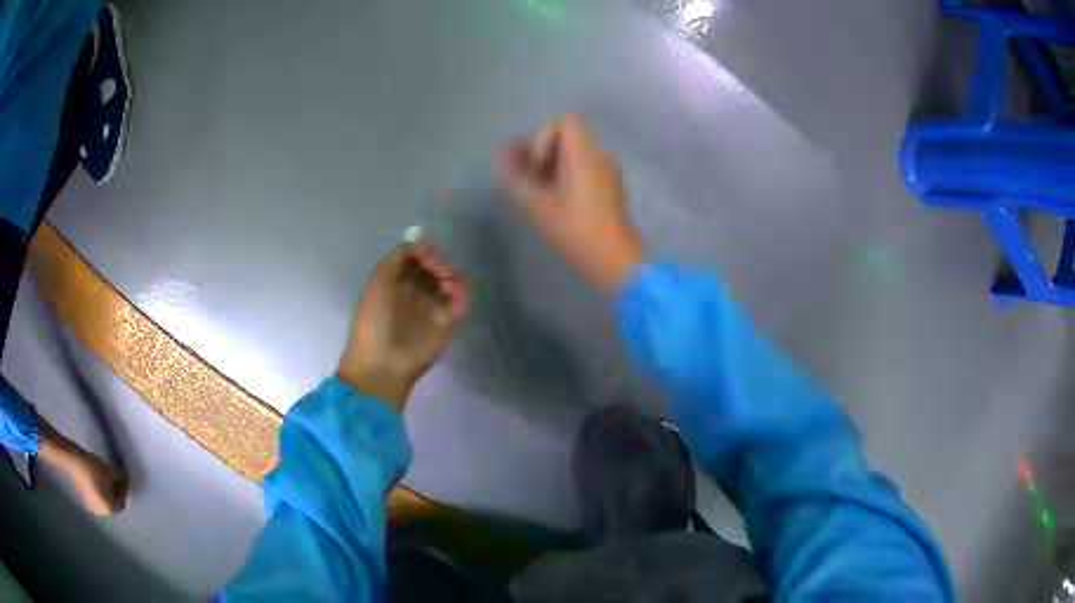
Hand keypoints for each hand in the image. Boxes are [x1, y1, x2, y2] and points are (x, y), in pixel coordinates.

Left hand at [338, 242, 470, 410]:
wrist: (383, 363)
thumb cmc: (374, 320)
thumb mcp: (378, 281)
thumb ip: (398, 257)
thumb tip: (418, 238)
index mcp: (397, 281)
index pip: (417, 257)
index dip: (424, 249)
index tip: (425, 250)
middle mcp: (417, 291)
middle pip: (436, 266)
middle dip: (439, 260)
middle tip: (436, 265)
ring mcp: (434, 307)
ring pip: (451, 281)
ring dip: (452, 274)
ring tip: (445, 279)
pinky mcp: (449, 323)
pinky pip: (462, 301)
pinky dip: (463, 291)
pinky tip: (455, 290)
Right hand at [496, 113, 644, 290]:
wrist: (617, 261)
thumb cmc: (577, 232)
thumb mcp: (539, 207)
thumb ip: (516, 179)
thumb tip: (500, 160)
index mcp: (585, 154)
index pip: (563, 119)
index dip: (542, 136)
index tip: (537, 165)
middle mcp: (600, 155)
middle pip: (567, 134)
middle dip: (542, 151)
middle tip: (530, 179)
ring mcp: (608, 169)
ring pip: (574, 152)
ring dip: (551, 165)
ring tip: (538, 191)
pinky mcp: (610, 185)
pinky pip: (584, 166)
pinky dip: (565, 174)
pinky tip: (555, 199)